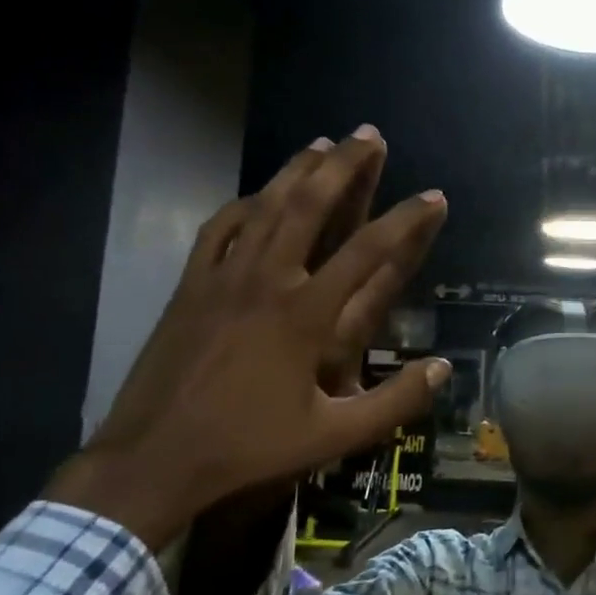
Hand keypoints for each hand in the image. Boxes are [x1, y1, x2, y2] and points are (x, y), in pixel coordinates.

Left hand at [48, 132, 449, 549]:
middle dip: (344, 165)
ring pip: (264, 207)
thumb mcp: (332, 437)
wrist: (154, 460)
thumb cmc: (248, 447)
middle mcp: (267, 281)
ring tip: (321, 143)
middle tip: (369, 134)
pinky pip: (220, 229)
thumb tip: (442, 369)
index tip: (432, 195)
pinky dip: (244, 204)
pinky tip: (257, 196)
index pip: (368, 251)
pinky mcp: (191, 287)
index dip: (407, 219)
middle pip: (310, 205)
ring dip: (296, 171)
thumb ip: (394, 404)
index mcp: (305, 314)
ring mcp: (223, 278)